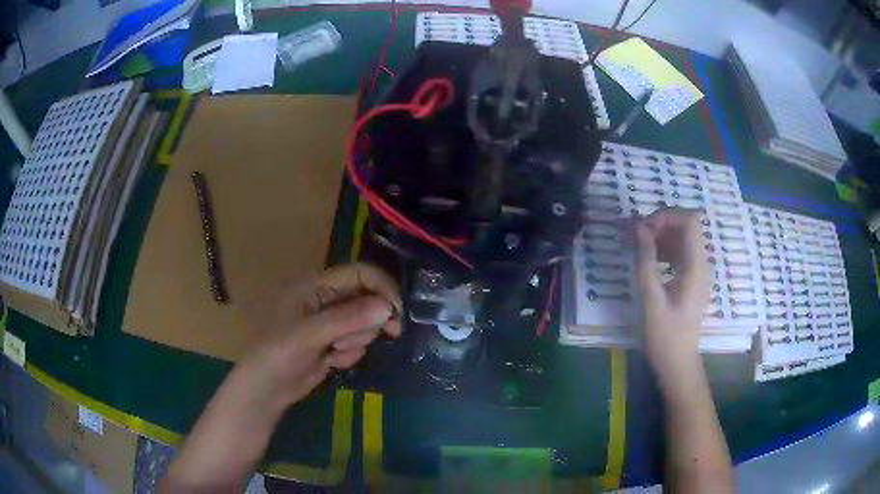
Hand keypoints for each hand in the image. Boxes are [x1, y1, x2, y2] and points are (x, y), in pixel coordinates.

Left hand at [240, 263, 401, 411]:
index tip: (397, 313)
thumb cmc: (277, 354)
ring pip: (365, 324)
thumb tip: (387, 307)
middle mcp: (325, 298)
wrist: (266, 389)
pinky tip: (330, 361)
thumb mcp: (308, 335)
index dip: (382, 288)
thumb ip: (346, 319)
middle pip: (368, 299)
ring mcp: (330, 321)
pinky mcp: (334, 341)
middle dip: (364, 324)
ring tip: (331, 353)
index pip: (359, 274)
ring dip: (354, 342)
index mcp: (315, 285)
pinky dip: (349, 354)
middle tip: (347, 342)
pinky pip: (358, 343)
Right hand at [633, 208, 711, 377]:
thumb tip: (638, 228)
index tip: (642, 229)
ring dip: (658, 235)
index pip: (689, 220)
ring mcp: (697, 271)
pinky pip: (678, 253)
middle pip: (685, 226)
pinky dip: (662, 249)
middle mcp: (701, 263)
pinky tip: (646, 259)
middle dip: (659, 224)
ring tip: (634, 244)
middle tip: (633, 234)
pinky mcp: (690, 279)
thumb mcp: (651, 299)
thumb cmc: (665, 335)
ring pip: (680, 238)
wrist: (677, 363)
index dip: (666, 216)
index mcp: (696, 266)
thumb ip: (646, 261)